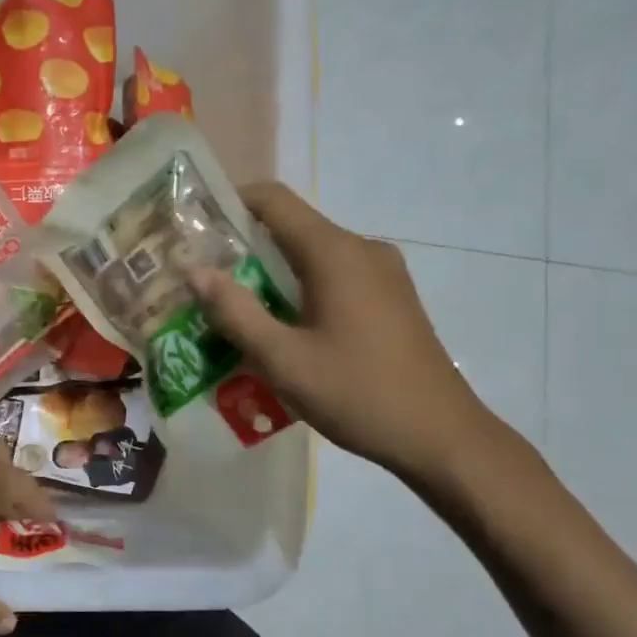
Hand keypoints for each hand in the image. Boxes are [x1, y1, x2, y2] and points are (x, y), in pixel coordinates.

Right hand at [192, 182, 501, 485]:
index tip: (194, 227)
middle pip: (292, 227)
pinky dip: (301, 290)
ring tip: (236, 310)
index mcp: (335, 252)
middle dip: (244, 248)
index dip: (229, 202)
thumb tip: (195, 271)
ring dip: (272, 274)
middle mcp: (361, 249)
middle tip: (204, 281)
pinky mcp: (392, 297)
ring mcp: (383, 273)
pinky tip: (284, 330)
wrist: (441, 436)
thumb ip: (236, 312)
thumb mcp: (284, 359)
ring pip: (313, 256)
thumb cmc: (358, 394)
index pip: (273, 199)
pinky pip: (335, 277)